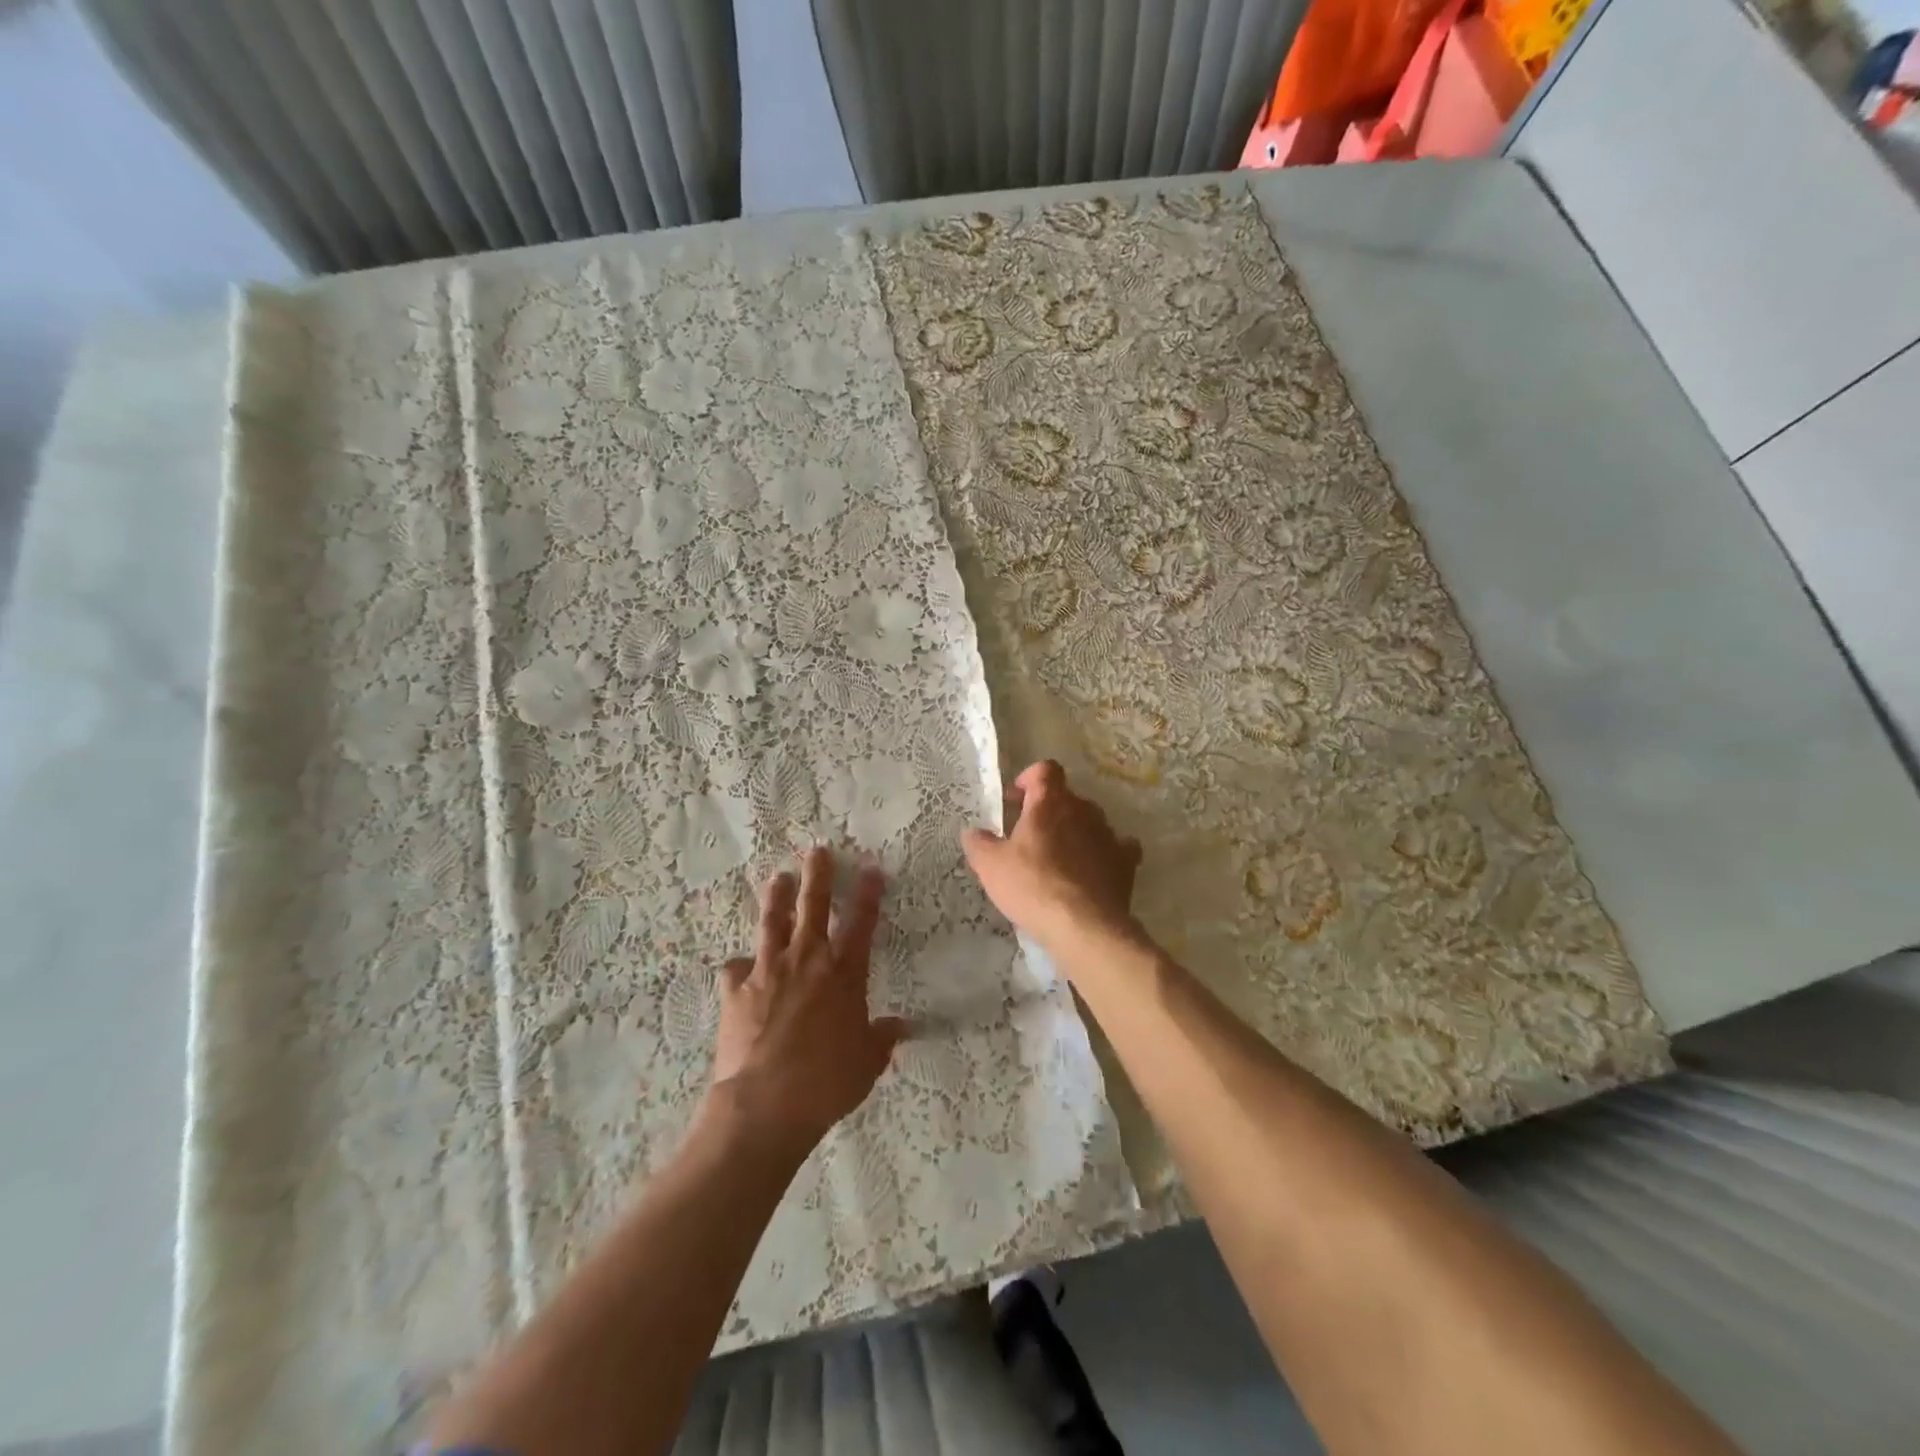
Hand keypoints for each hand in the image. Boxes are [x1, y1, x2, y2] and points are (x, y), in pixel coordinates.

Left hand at [707, 847, 906, 1158]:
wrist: (766, 1103)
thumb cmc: (828, 1081)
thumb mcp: (867, 1062)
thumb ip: (883, 1039)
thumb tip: (901, 1027)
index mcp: (844, 973)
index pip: (861, 923)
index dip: (868, 893)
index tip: (871, 869)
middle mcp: (807, 960)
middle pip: (814, 906)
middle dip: (818, 875)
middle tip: (817, 850)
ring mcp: (768, 970)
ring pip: (772, 922)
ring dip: (776, 898)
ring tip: (778, 877)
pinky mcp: (737, 989)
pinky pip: (736, 968)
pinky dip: (740, 965)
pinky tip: (739, 965)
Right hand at [961, 761, 1142, 950]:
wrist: (1083, 925)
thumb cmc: (1032, 886)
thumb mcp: (991, 866)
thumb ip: (979, 843)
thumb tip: (973, 832)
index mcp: (1049, 802)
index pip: (1045, 770)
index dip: (1030, 778)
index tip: (1016, 799)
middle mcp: (1083, 809)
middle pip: (1066, 797)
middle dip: (1049, 810)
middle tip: (1029, 836)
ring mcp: (1109, 834)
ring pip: (1090, 821)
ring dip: (1075, 831)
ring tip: (1058, 859)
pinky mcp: (1126, 861)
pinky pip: (1117, 847)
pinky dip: (1104, 853)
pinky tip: (1094, 869)